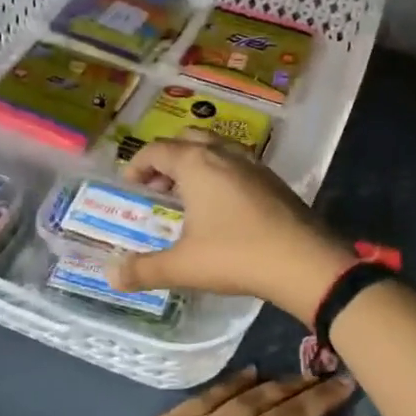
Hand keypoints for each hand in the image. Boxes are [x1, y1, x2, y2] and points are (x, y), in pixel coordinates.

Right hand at [111, 134, 354, 322]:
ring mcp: (253, 164)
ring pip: (215, 149)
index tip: (129, 186)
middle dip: (167, 159)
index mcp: (196, 164)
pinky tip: (221, 207)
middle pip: (187, 140)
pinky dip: (219, 174)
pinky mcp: (273, 180)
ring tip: (186, 196)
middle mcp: (223, 154)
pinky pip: (236, 164)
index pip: (157, 150)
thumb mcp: (183, 266)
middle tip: (156, 187)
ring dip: (195, 164)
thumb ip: (144, 269)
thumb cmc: (236, 256)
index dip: (137, 165)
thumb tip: (111, 275)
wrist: (304, 262)